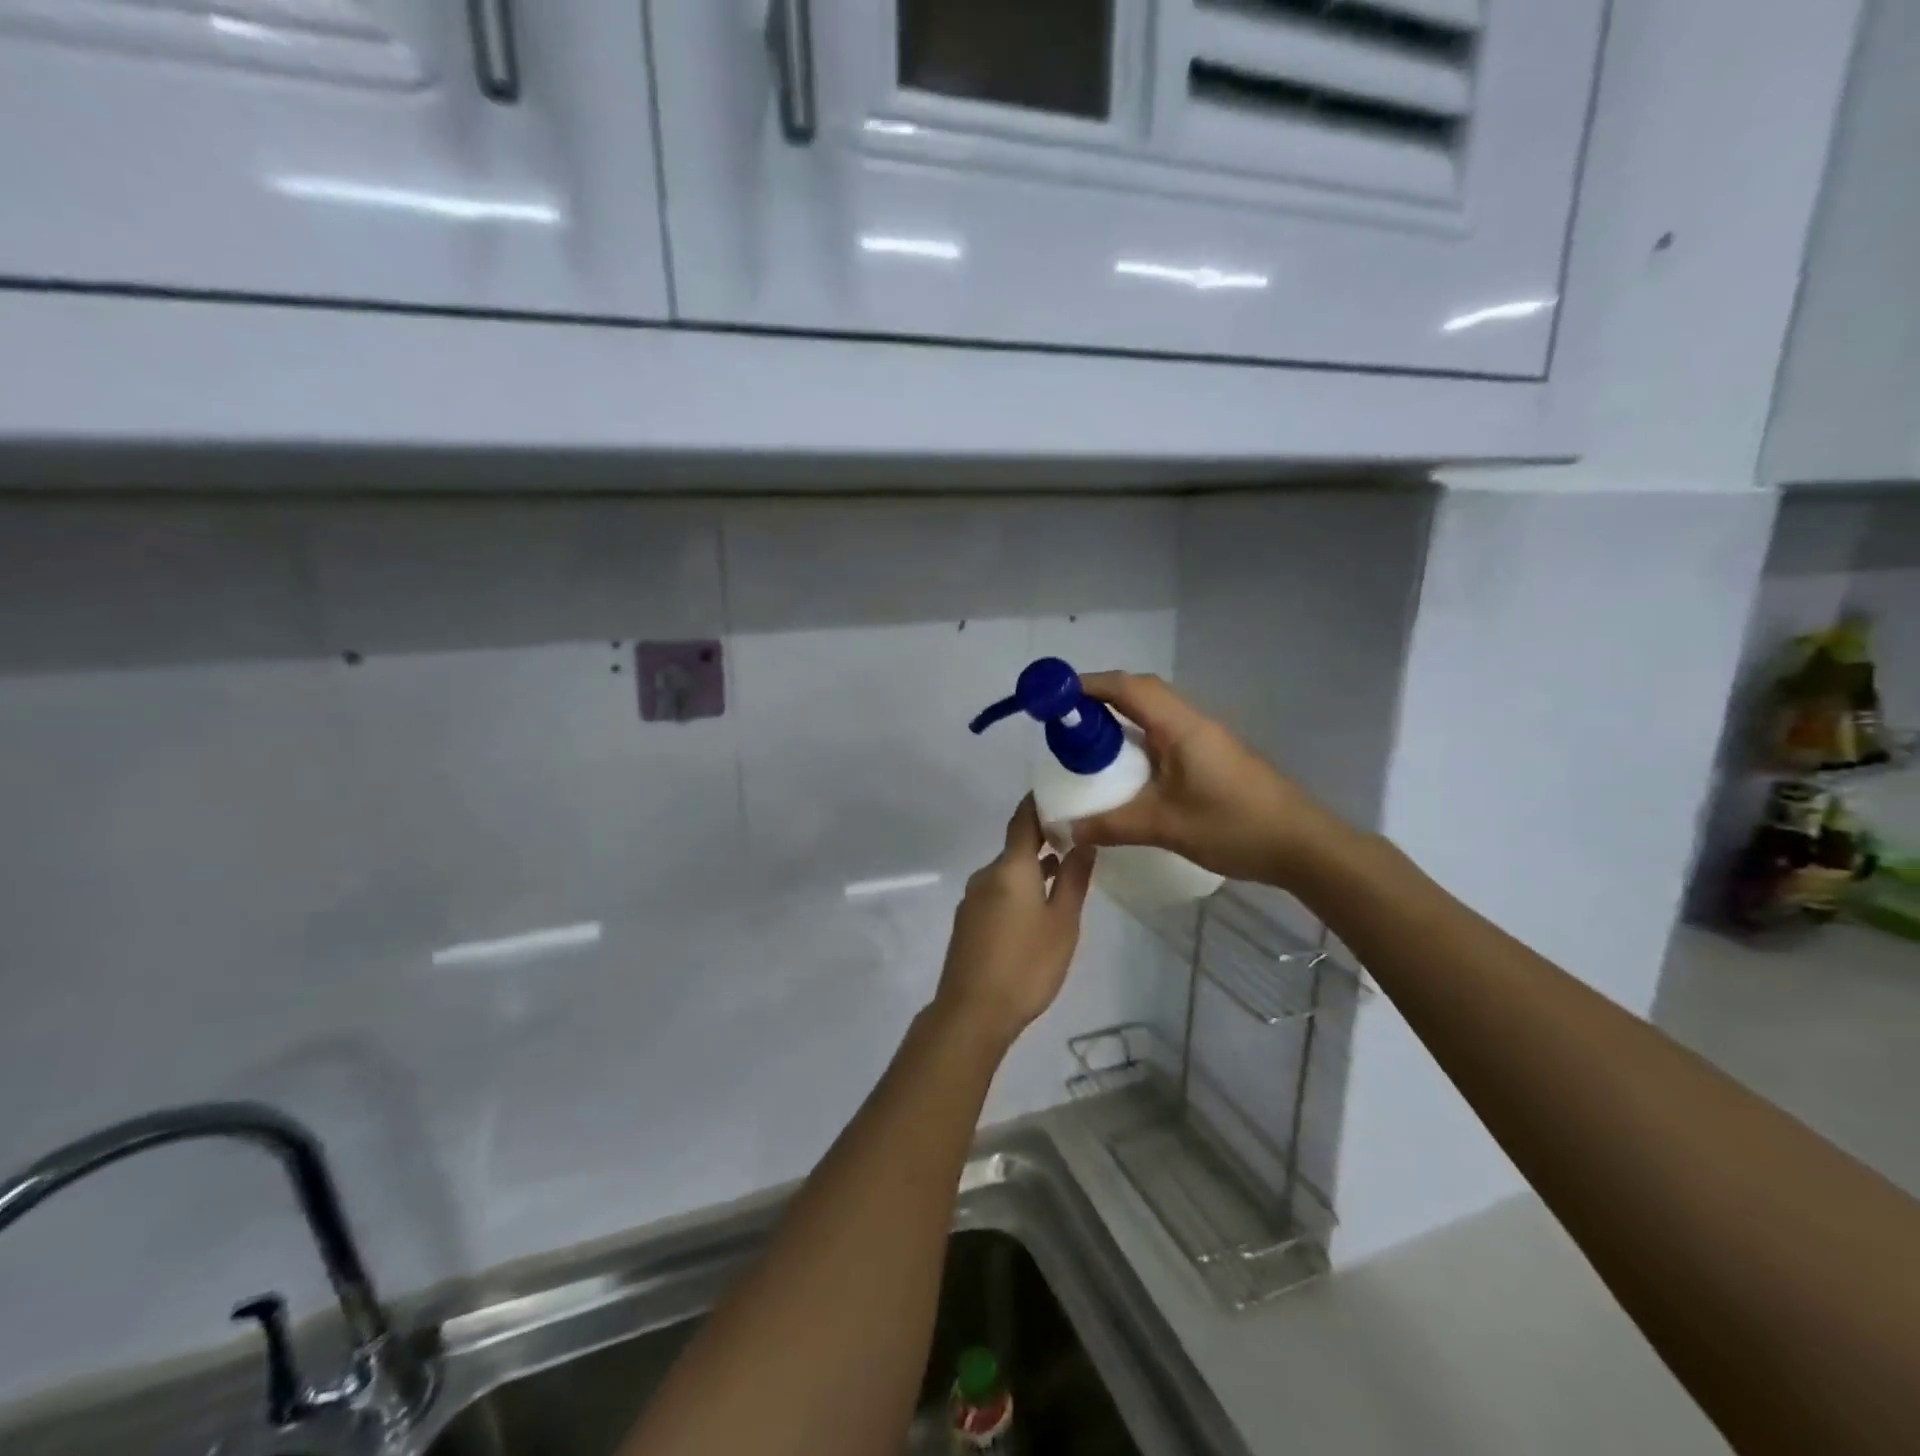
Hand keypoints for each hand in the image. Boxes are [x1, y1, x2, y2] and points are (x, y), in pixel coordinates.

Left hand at [933, 797, 1096, 1049]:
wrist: (972, 1011)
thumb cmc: (1026, 964)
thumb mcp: (1062, 922)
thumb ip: (1074, 880)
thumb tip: (1084, 842)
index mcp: (1010, 867)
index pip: (1023, 819)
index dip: (1039, 803)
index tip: (1061, 793)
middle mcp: (986, 875)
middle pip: (1016, 847)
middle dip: (1044, 841)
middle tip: (1077, 839)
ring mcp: (973, 898)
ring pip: (1008, 873)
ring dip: (1033, 869)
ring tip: (1066, 874)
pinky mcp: (968, 922)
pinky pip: (997, 892)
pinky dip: (1019, 889)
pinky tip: (1038, 909)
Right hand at [1069, 672, 1335, 886]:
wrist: (1303, 845)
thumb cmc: (1234, 826)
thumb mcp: (1165, 827)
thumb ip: (1110, 826)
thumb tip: (1063, 830)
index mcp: (1180, 727)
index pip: (1127, 687)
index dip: (1087, 685)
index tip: (1053, 697)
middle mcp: (1192, 723)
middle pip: (1139, 693)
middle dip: (1099, 699)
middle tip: (1064, 724)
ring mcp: (1205, 739)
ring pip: (1154, 713)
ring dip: (1120, 719)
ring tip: (1087, 745)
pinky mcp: (1212, 757)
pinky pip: (1165, 735)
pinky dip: (1137, 740)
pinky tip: (1126, 771)